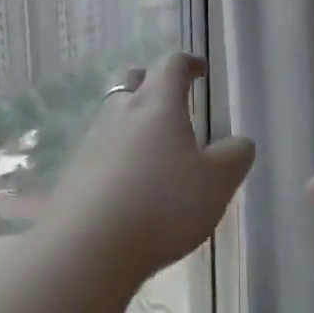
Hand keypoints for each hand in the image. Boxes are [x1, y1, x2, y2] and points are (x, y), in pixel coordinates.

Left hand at [48, 52, 254, 282]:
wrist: (87, 249)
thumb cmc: (163, 205)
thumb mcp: (216, 183)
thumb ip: (234, 157)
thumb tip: (239, 143)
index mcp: (158, 106)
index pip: (171, 66)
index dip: (188, 63)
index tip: (200, 69)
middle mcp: (120, 115)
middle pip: (131, 80)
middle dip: (151, 81)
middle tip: (170, 98)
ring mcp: (91, 144)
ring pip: (112, 115)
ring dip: (132, 121)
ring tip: (154, 147)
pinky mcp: (73, 175)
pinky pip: (99, 151)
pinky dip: (117, 155)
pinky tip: (129, 182)